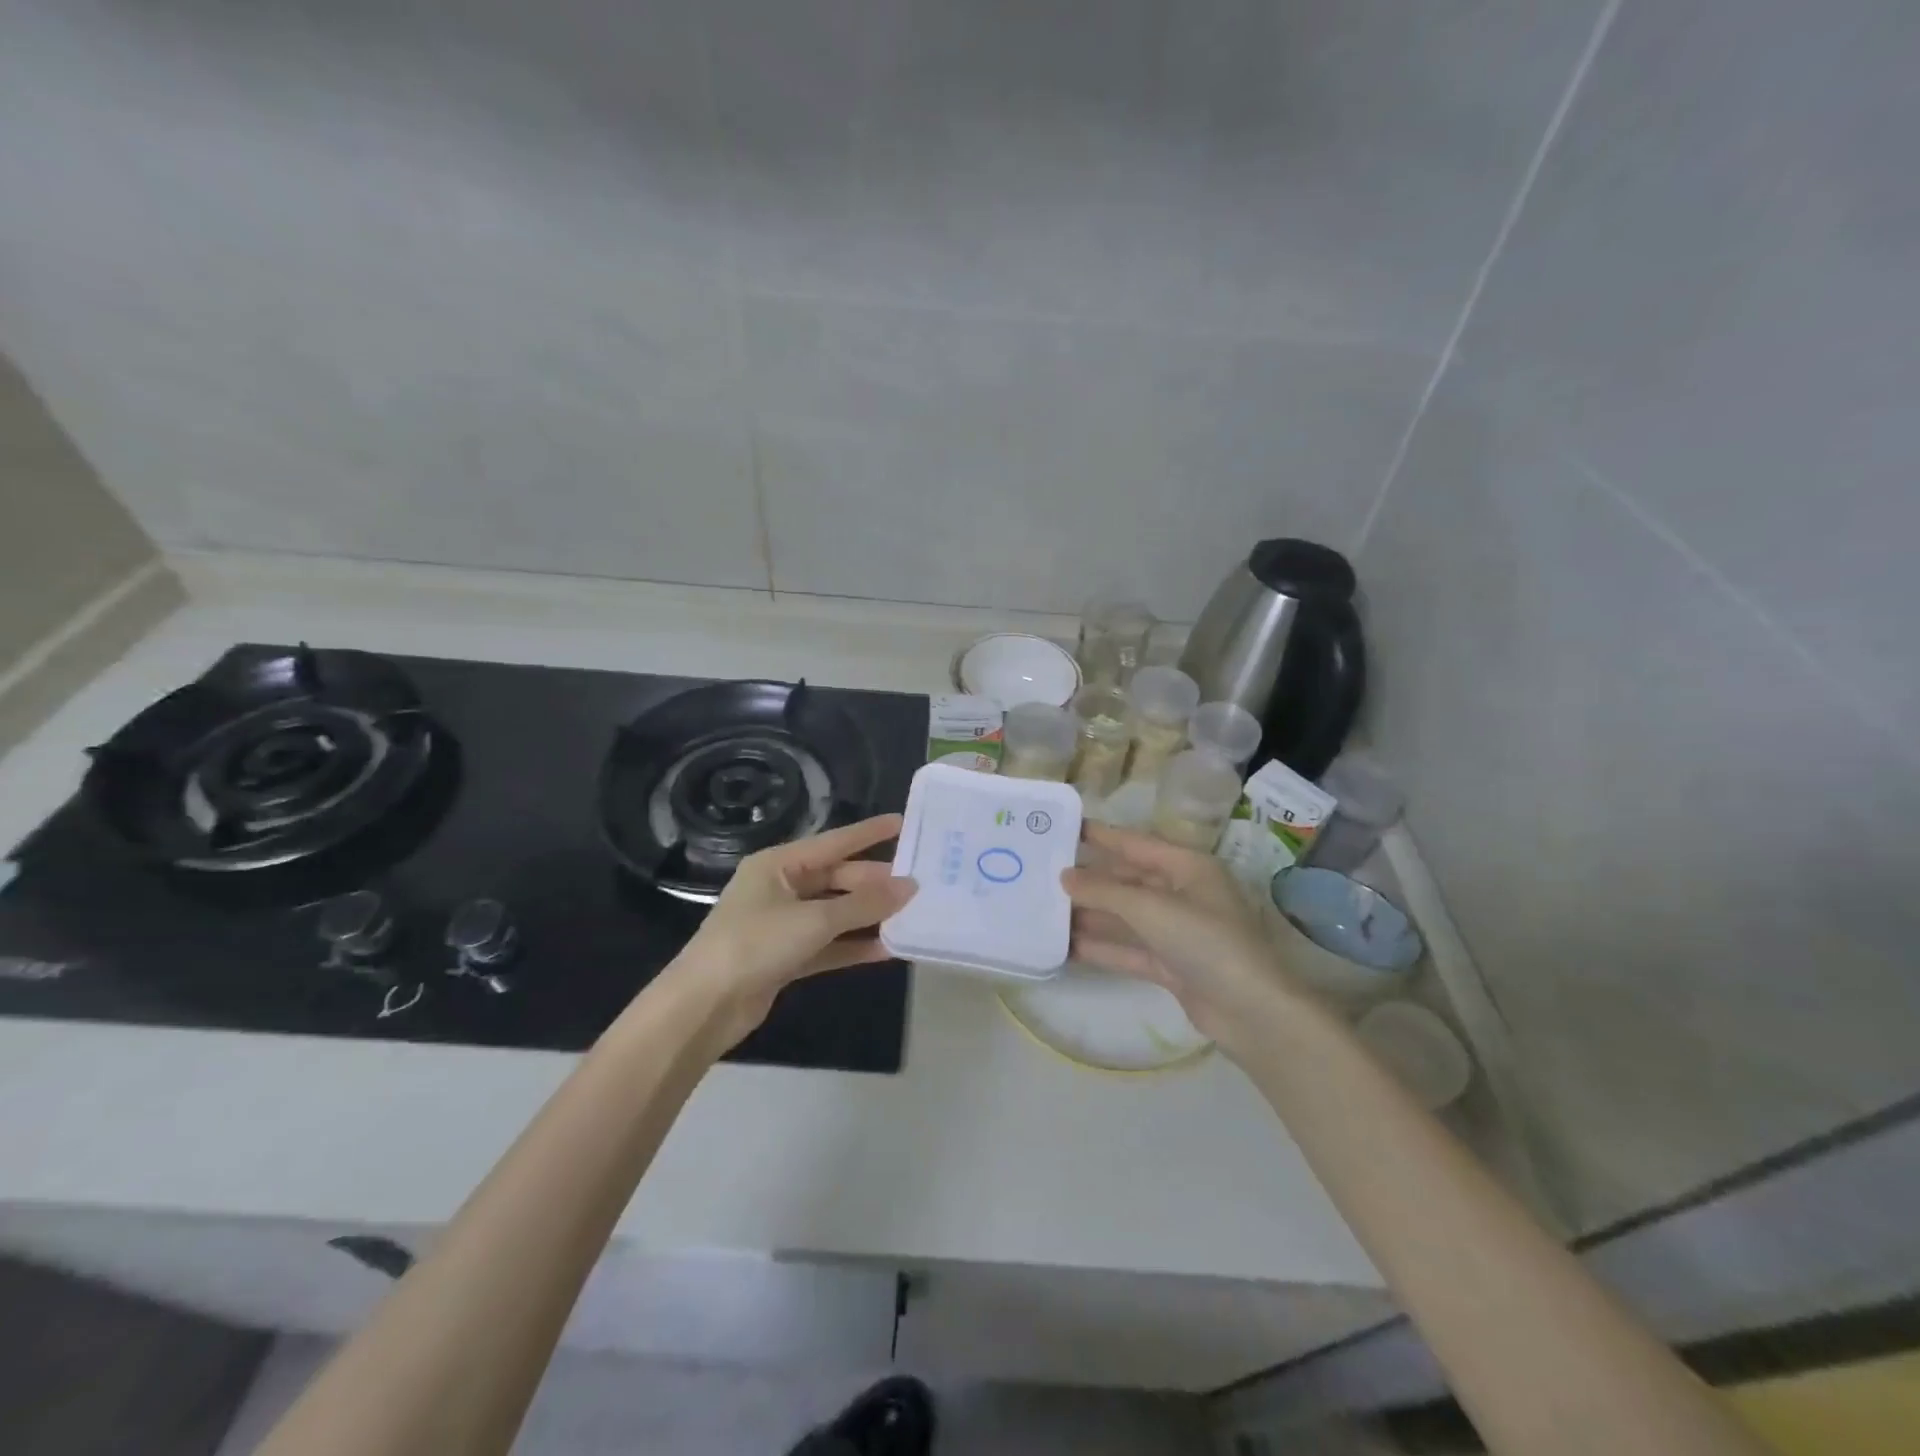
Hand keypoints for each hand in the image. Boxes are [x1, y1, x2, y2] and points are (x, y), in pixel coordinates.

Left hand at [666, 814, 916, 1049]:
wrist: (704, 1006)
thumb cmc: (755, 944)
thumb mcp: (814, 920)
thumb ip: (863, 904)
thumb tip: (909, 887)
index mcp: (778, 865)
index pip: (834, 842)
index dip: (869, 833)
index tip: (903, 823)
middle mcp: (780, 888)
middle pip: (837, 879)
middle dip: (874, 884)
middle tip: (917, 886)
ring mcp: (782, 924)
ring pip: (835, 913)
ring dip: (868, 917)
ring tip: (910, 915)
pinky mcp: (785, 957)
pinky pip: (828, 944)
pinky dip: (853, 946)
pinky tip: (887, 949)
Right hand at [1062, 822, 1301, 1051]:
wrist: (1252, 1012)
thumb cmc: (1206, 941)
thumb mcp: (1151, 908)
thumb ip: (1104, 891)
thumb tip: (1064, 876)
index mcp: (1187, 867)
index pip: (1135, 843)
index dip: (1100, 836)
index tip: (1062, 828)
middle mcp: (1182, 894)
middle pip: (1127, 881)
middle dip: (1089, 881)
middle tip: (1043, 874)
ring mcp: (1177, 932)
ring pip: (1124, 917)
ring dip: (1090, 916)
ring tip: (1045, 911)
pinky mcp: (1171, 965)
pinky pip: (1128, 949)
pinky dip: (1101, 948)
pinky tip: (1065, 947)